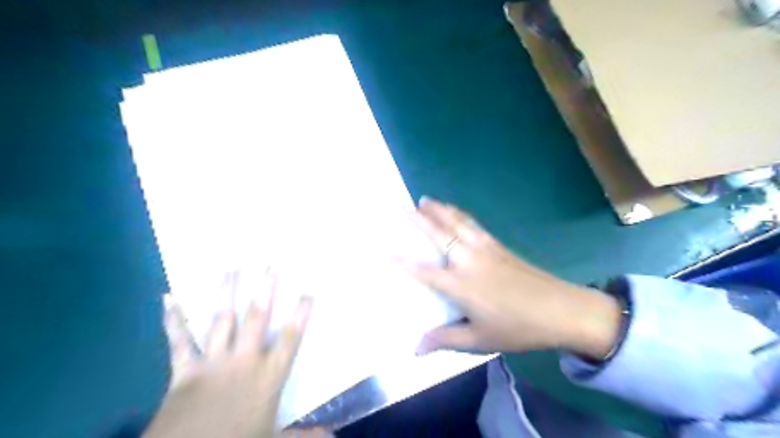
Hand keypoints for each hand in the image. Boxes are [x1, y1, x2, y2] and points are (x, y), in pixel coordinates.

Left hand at [143, 273, 326, 437]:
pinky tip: (168, 297)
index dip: (301, 314)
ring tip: (231, 268)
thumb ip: (304, 436)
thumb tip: (334, 437)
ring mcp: (213, 362)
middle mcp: (244, 361)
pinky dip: (174, 319)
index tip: (308, 290)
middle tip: (269, 264)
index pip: (291, 339)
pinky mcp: (184, 370)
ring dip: (226, 294)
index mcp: (268, 376)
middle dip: (264, 291)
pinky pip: (180, 341)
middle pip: (257, 319)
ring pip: (222, 321)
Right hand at [406, 199, 618, 358]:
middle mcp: (468, 261)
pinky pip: (472, 224)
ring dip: (438, 210)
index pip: (424, 271)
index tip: (384, 248)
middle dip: (417, 218)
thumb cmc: (517, 328)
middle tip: (400, 204)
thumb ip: (445, 339)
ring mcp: (484, 249)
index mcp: (460, 285)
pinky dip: (459, 214)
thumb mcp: (479, 340)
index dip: (402, 260)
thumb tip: (415, 349)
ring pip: (456, 223)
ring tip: (424, 199)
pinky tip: (455, 211)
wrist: (561, 310)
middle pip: (438, 234)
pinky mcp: (498, 245)